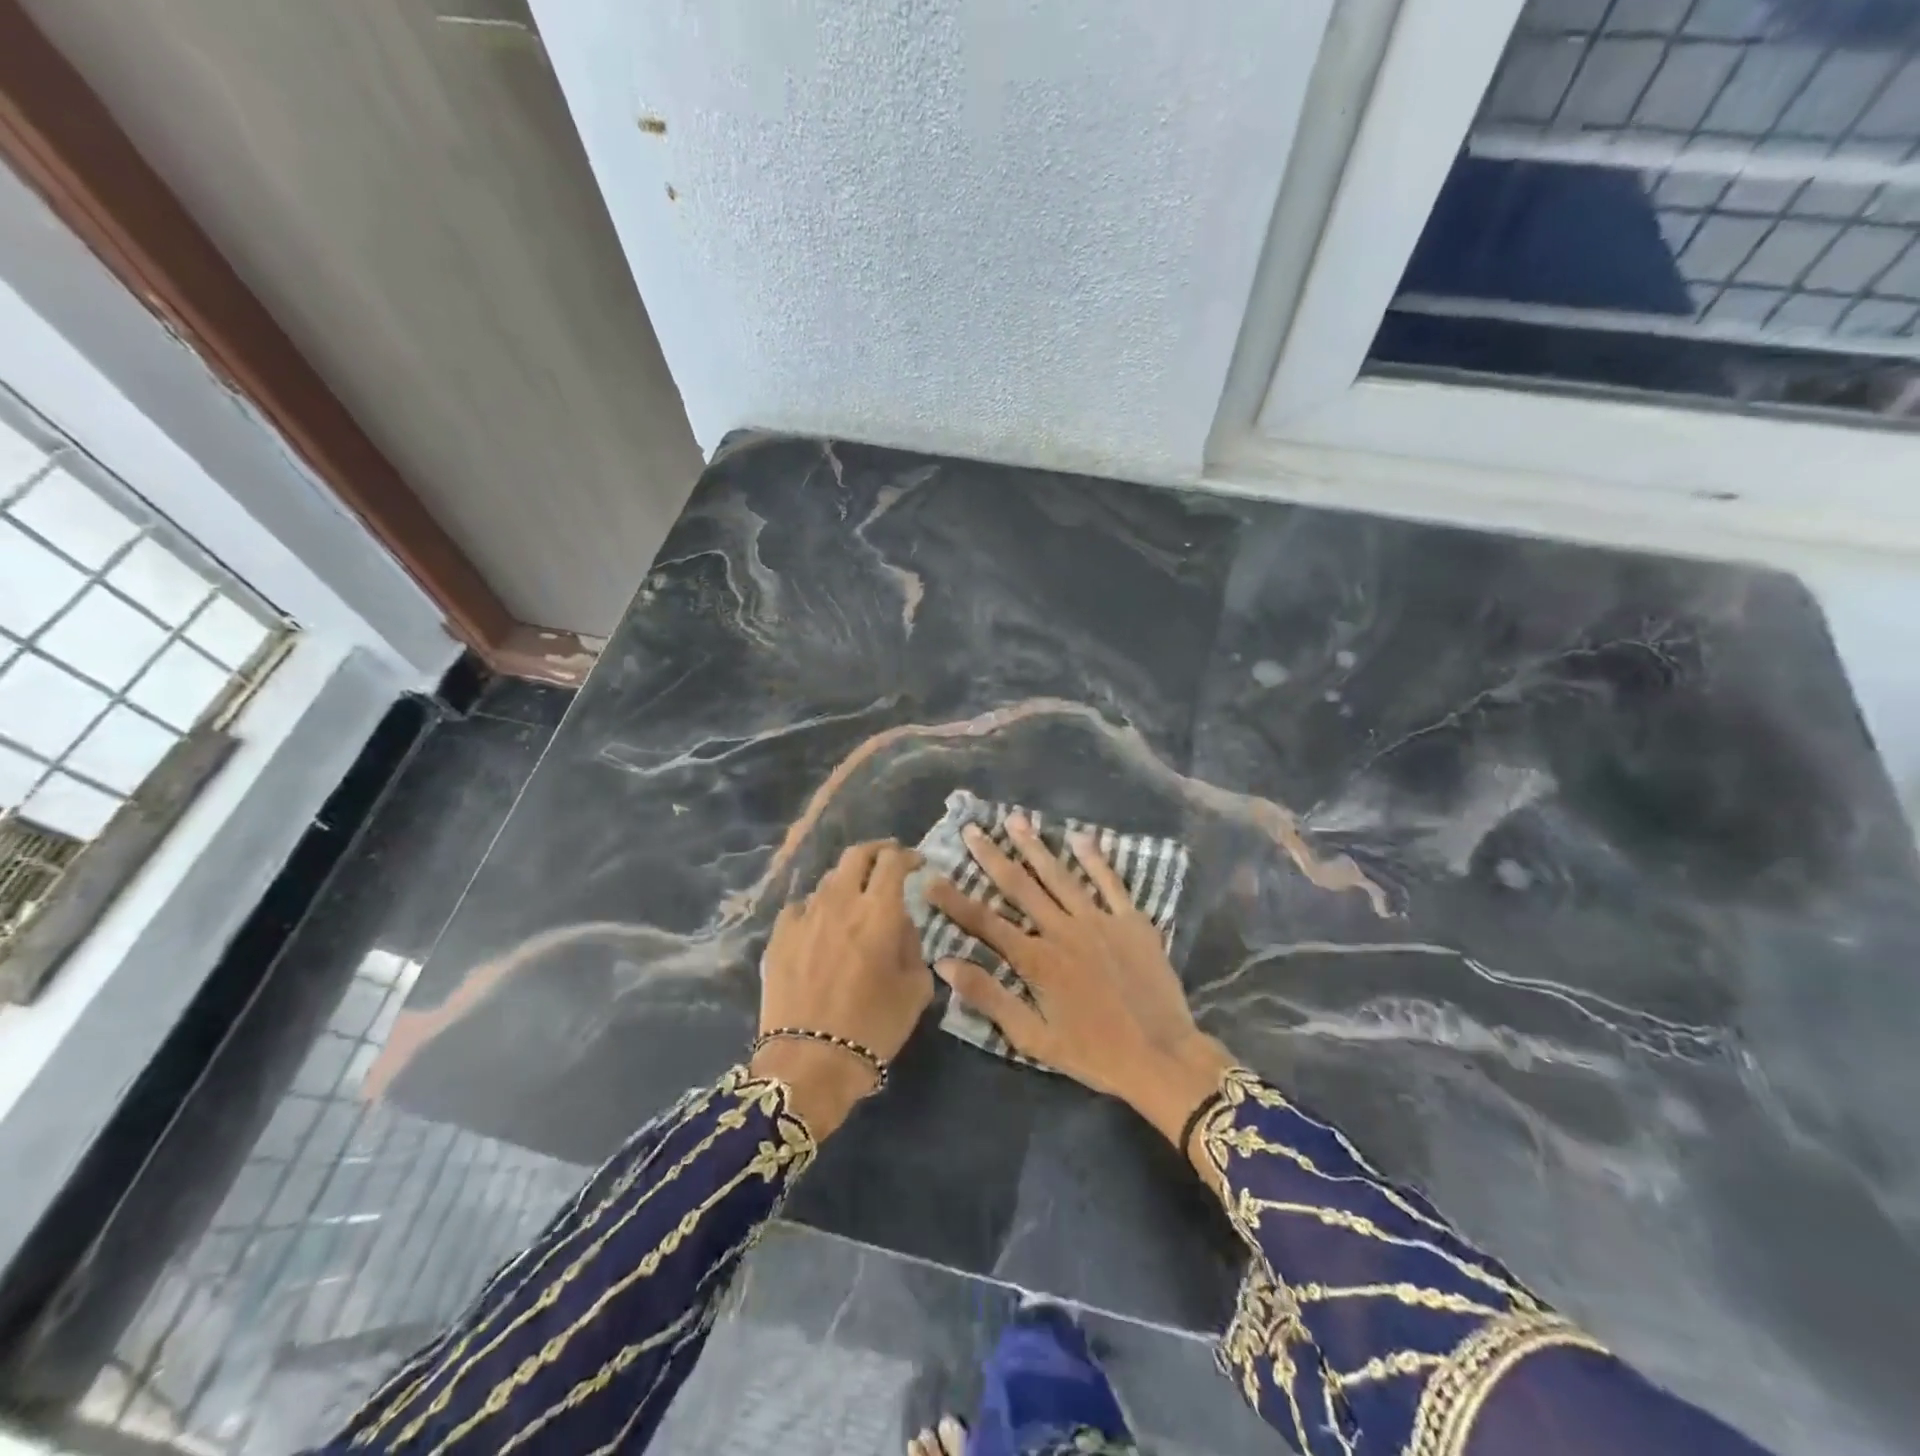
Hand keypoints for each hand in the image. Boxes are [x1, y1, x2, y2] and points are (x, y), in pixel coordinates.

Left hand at [752, 840, 930, 1137]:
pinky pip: (800, 908)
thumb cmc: (873, 1028)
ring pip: (828, 880)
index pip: (893, 861)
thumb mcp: (915, 988)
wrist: (809, 1063)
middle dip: (877, 851)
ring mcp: (804, 916)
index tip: (916, 864)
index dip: (908, 856)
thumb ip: (912, 944)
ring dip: (847, 881)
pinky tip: (820, 926)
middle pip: (857, 855)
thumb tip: (899, 923)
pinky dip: (816, 908)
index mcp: (879, 911)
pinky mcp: (778, 936)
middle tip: (888, 862)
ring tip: (855, 899)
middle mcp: (840, 902)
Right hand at [925, 815, 1233, 1154]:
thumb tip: (945, 963)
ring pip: (1059, 875)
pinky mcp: (1132, 921)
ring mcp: (1100, 920)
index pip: (984, 922)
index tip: (931, 877)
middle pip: (1020, 886)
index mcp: (1037, 959)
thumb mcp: (1033, 1037)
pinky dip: (1094, 858)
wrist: (1161, 1056)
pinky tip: (1080, 836)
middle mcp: (1063, 930)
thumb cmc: (1093, 1053)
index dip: (954, 900)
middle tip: (971, 829)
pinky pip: (1110, 882)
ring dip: (1035, 846)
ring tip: (1015, 819)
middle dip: (992, 856)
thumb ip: (989, 997)